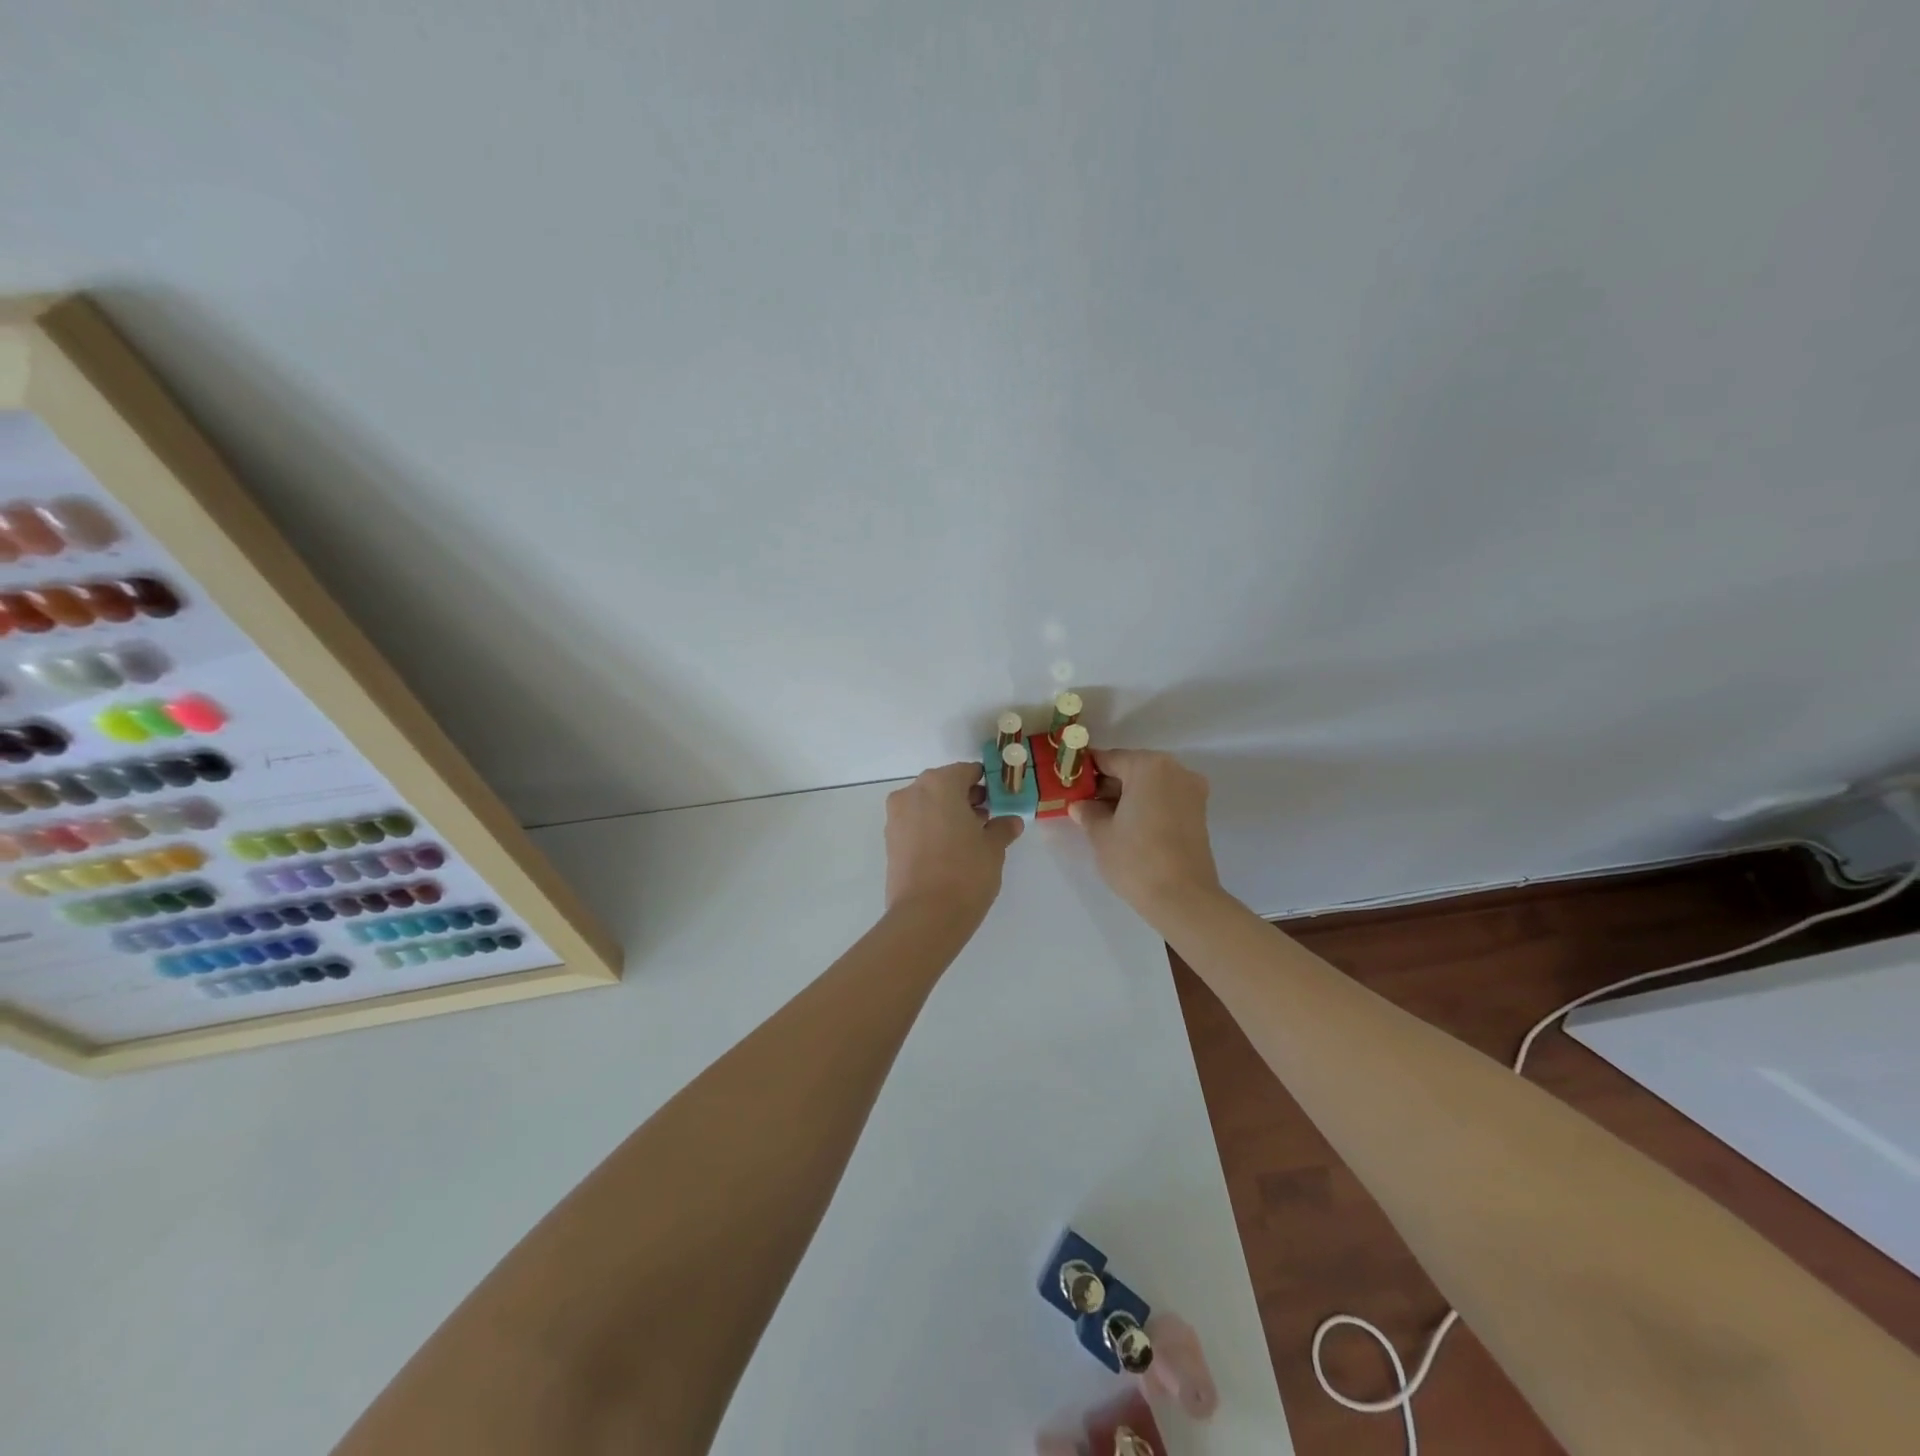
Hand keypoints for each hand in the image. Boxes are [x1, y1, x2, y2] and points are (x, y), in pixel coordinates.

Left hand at [885, 762, 1023, 919]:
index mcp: (940, 784)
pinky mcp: (890, 840)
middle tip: (987, 819)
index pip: (967, 771)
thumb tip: (1010, 822)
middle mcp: (913, 792)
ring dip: (947, 814)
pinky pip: (916, 824)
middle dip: (965, 799)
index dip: (986, 784)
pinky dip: (932, 829)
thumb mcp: (993, 847)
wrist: (925, 916)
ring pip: (928, 805)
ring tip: (970, 838)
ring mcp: (896, 816)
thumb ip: (1002, 828)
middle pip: (944, 786)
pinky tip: (950, 851)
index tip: (1000, 800)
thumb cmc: (965, 872)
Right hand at [1069, 749, 1223, 923]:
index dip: (1085, 771)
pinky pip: (1164, 800)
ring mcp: (1191, 791)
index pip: (1109, 759)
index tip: (1068, 784)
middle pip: (1132, 769)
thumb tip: (1080, 805)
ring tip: (1101, 819)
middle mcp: (1175, 770)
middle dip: (1107, 784)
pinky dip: (1145, 807)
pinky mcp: (1198, 813)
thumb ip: (1087, 812)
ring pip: (1149, 785)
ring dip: (1126, 796)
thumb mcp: (1100, 833)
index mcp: (1149, 766)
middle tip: (1082, 804)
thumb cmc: (1135, 858)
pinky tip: (1125, 826)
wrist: (1182, 898)